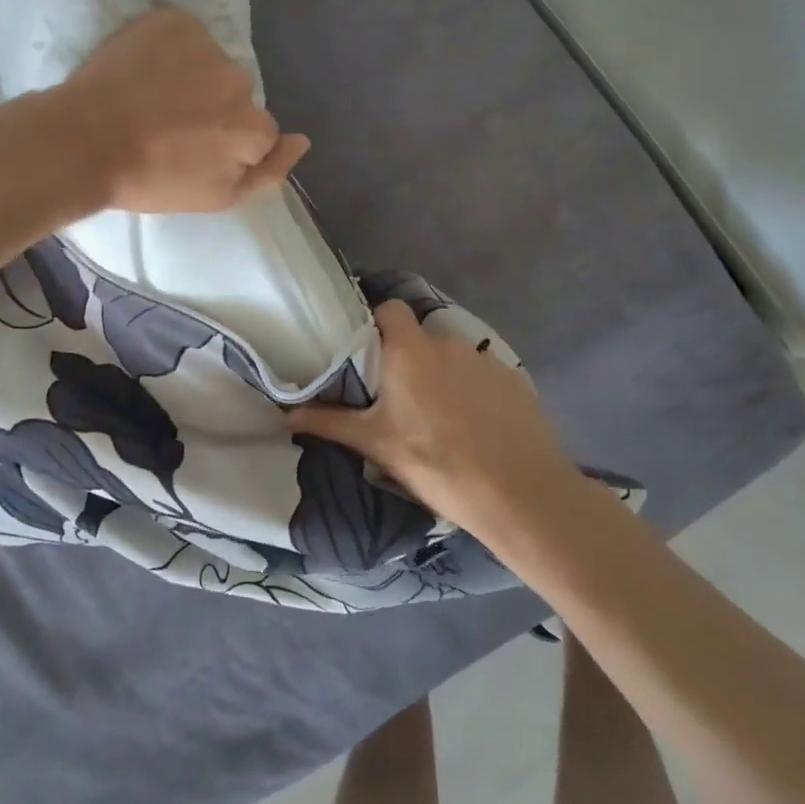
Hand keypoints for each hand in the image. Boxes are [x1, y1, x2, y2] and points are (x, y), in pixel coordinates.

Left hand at [59, 8, 309, 213]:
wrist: (83, 142)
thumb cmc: (151, 180)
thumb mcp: (218, 198)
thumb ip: (270, 172)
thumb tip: (302, 139)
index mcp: (253, 125)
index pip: (257, 131)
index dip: (225, 144)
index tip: (192, 152)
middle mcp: (240, 79)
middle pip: (236, 94)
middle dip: (213, 107)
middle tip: (170, 127)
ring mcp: (206, 45)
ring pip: (211, 63)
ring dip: (192, 77)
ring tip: (152, 98)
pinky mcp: (173, 20)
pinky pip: (185, 35)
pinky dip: (170, 49)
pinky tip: (143, 71)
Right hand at [287, 301, 581, 539]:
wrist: (521, 494)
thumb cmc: (438, 465)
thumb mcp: (377, 445)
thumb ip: (330, 423)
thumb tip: (283, 415)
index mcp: (410, 351)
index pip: (390, 309)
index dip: (376, 323)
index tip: (366, 353)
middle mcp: (447, 343)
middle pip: (419, 337)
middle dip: (406, 358)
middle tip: (396, 396)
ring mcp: (485, 359)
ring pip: (451, 357)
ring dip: (439, 375)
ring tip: (437, 417)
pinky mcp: (514, 379)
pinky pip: (481, 374)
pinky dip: (472, 390)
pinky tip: (475, 426)